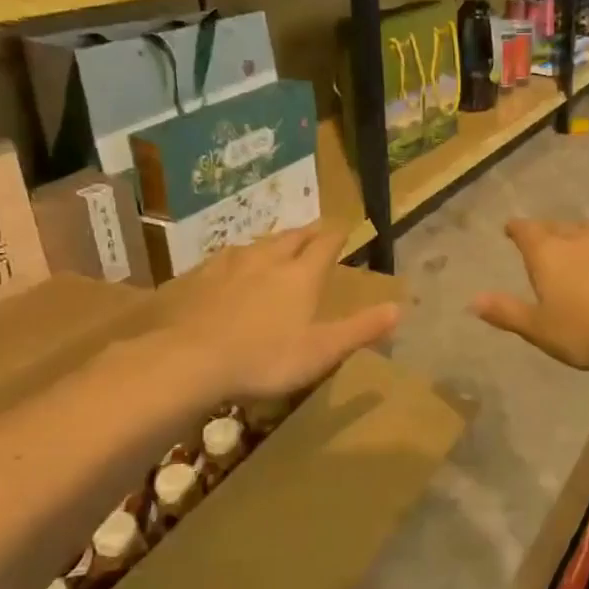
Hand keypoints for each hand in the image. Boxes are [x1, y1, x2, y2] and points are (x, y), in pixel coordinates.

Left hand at [151, 225, 400, 401]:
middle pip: (291, 237)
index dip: (337, 235)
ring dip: (271, 242)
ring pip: (256, 244)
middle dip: (307, 233)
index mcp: (301, 275)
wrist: (189, 360)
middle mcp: (267, 260)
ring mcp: (228, 266)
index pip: (325, 245)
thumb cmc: (265, 358)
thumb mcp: (322, 351)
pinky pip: (223, 259)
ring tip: (276, 245)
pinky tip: (229, 266)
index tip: (344, 228)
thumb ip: (361, 329)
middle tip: (315, 230)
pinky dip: (236, 258)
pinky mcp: (198, 279)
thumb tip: (399, 309)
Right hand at [472, 219, 588, 372]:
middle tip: (540, 238)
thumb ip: (507, 312)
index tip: (510, 228)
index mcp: (547, 255)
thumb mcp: (539, 330)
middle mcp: (578, 239)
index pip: (526, 231)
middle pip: (556, 226)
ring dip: (579, 233)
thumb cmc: (587, 332)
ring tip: (576, 240)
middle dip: (545, 231)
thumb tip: (472, 300)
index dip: (516, 228)